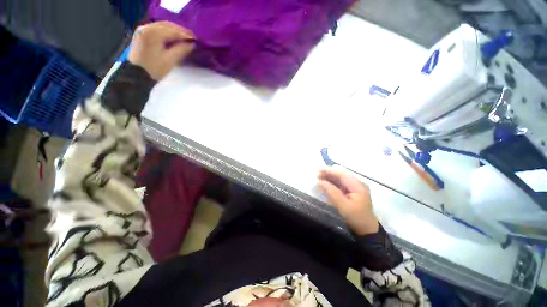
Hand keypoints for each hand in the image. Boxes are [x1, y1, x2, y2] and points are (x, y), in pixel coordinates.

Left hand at [129, 21, 194, 80]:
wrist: (136, 76)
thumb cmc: (154, 69)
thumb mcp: (170, 61)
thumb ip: (182, 50)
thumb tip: (192, 44)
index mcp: (153, 32)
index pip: (173, 30)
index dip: (186, 35)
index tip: (197, 40)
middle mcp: (146, 27)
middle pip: (167, 25)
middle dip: (180, 32)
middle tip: (192, 39)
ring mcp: (142, 30)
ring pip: (162, 27)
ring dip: (174, 32)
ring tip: (184, 39)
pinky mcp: (141, 35)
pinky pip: (157, 30)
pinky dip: (167, 34)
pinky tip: (174, 39)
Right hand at [318, 168, 378, 235]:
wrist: (366, 231)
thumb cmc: (356, 218)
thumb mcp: (343, 206)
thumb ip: (331, 192)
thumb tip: (320, 182)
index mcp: (358, 185)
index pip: (341, 174)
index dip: (329, 171)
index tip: (318, 171)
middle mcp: (357, 184)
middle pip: (340, 175)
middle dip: (328, 174)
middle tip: (316, 175)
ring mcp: (355, 188)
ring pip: (340, 179)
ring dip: (329, 178)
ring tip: (318, 178)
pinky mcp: (351, 193)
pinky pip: (340, 185)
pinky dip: (332, 184)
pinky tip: (325, 184)